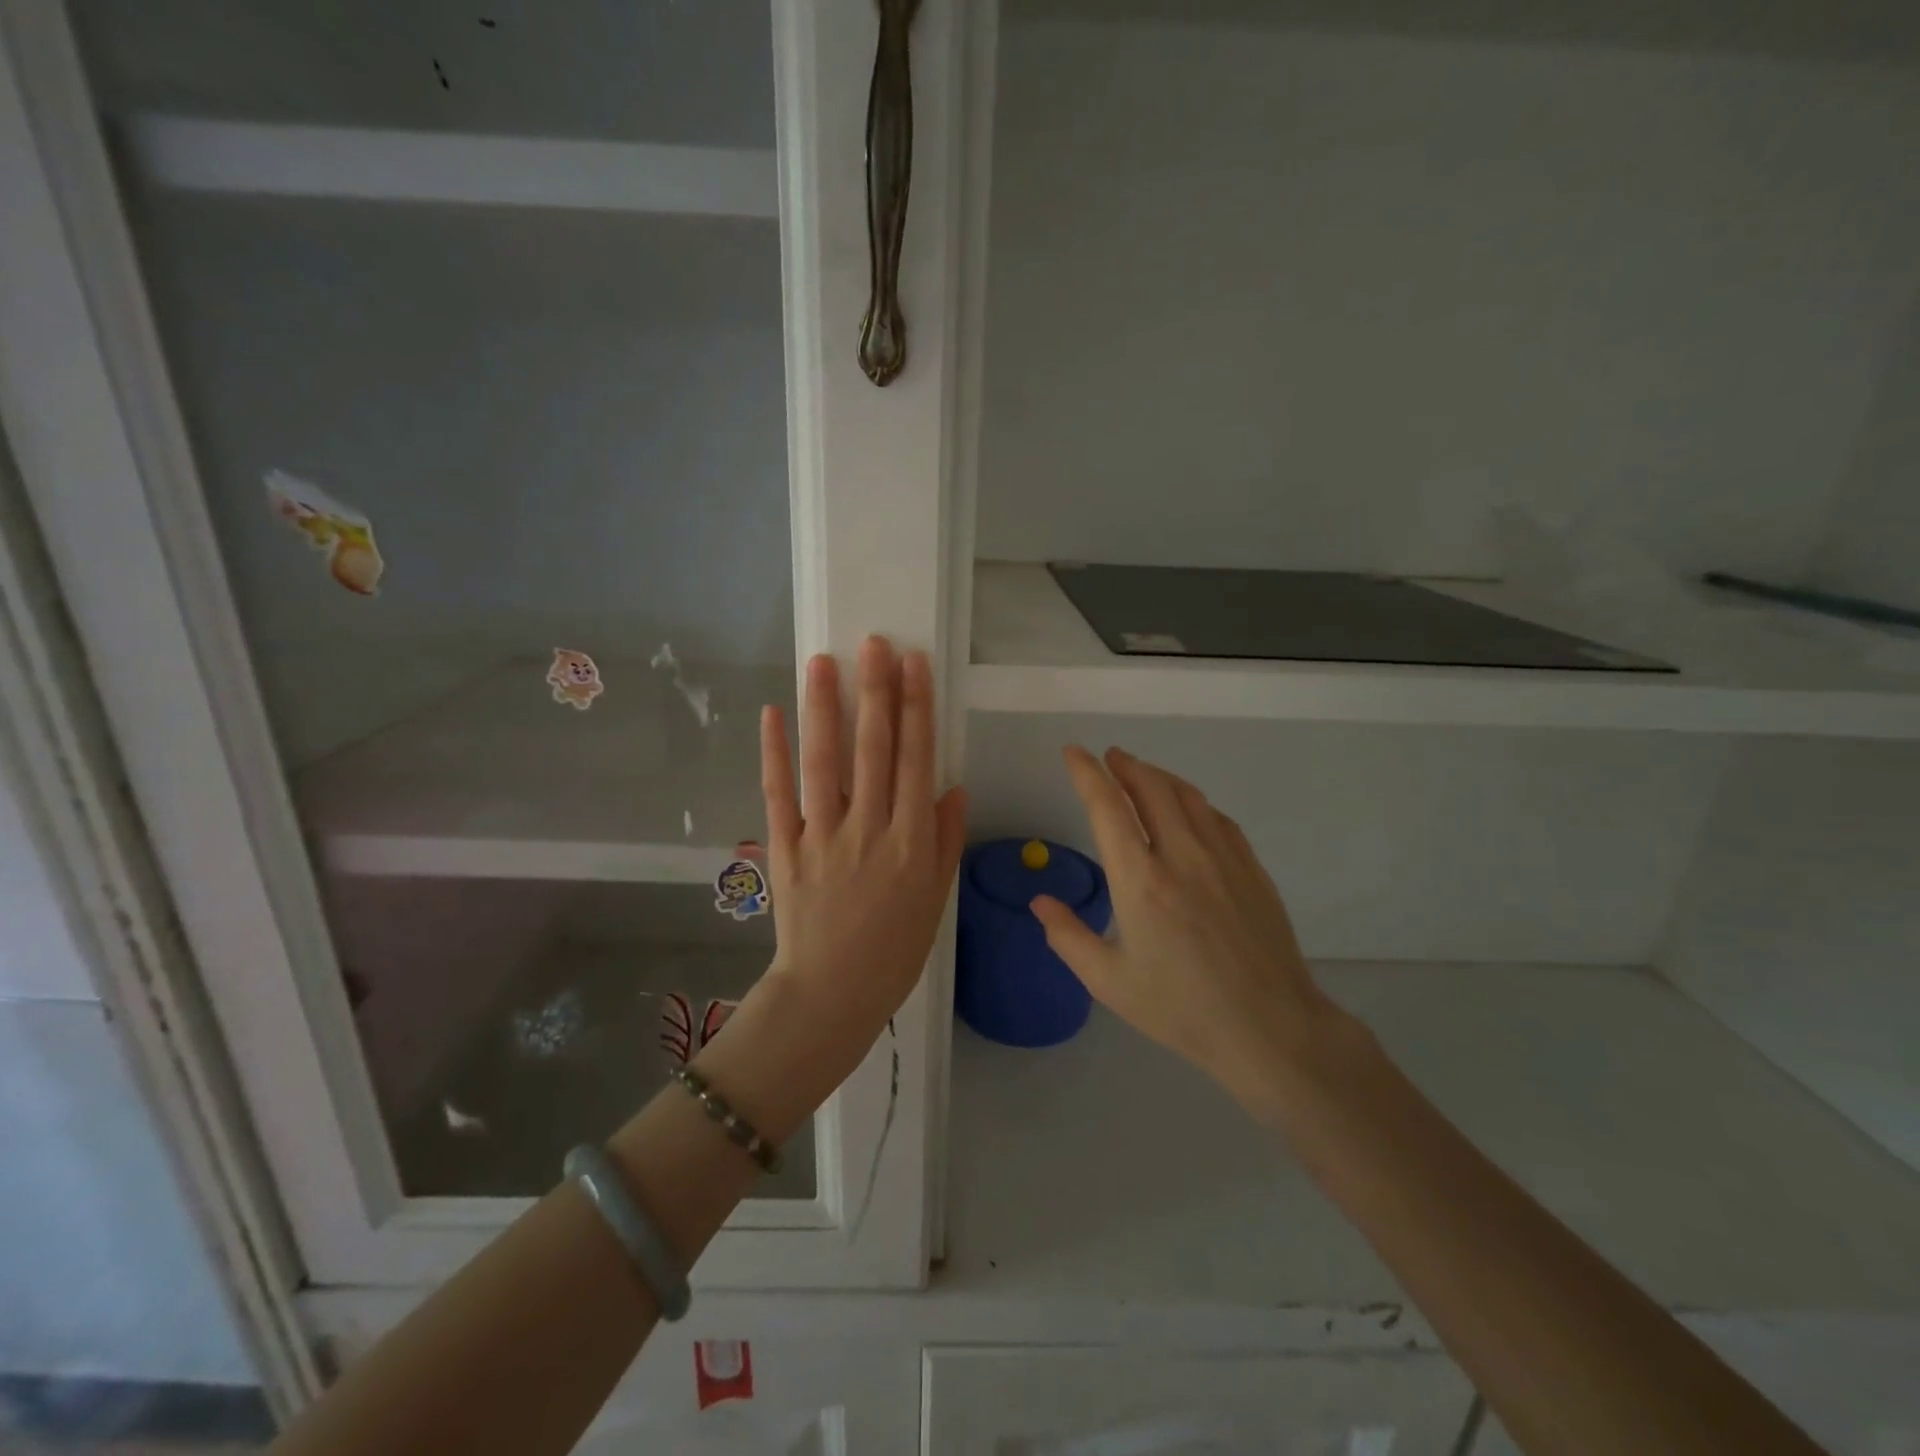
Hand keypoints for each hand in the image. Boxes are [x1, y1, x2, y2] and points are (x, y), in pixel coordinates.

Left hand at [757, 637, 967, 1068]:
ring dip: (824, 708)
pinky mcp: (785, 848)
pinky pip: (778, 795)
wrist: (832, 995)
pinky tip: (773, 714)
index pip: (916, 760)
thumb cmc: (894, 951)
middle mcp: (869, 828)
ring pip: (824, 761)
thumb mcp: (935, 899)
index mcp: (912, 841)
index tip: (913, 664)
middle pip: (874, 749)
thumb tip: (953, 785)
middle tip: (874, 644)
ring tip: (823, 661)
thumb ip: (945, 839)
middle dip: (876, 692)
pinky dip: (774, 753)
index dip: (916, 708)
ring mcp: (823, 836)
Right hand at [1031, 745, 1342, 1108]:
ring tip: (1141, 773)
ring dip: (1158, 776)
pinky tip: (1189, 810)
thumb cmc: (1180, 1009)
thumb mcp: (1108, 981)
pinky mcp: (1252, 868)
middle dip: (1124, 765)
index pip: (1107, 808)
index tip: (1072, 752)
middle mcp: (1181, 855)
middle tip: (1108, 757)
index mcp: (1140, 880)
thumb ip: (1067, 936)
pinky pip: (1217, 818)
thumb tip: (1039, 902)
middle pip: (1151, 788)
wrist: (1269, 1028)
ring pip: (1187, 796)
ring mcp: (1223, 858)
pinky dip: (1193, 802)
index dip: (1086, 773)